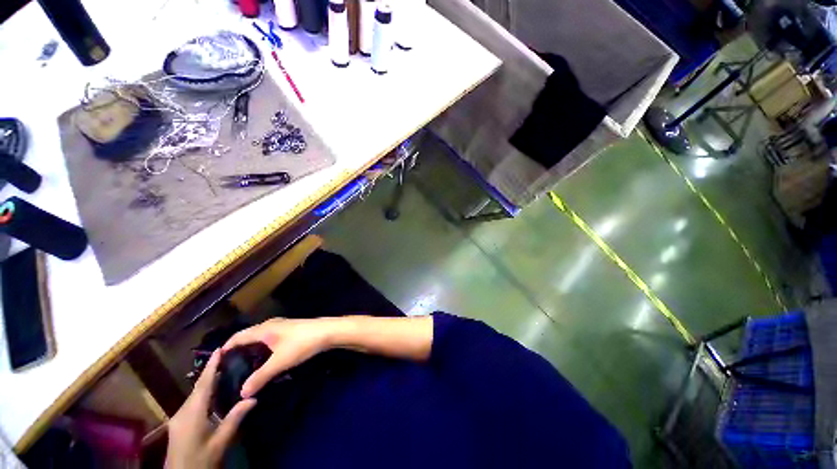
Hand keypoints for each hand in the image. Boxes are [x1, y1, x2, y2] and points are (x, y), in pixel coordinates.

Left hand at [165, 350, 255, 468]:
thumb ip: (235, 418)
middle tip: (229, 357)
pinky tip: (214, 393)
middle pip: (199, 387)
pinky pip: (193, 402)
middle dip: (212, 371)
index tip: (219, 348)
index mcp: (193, 412)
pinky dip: (204, 393)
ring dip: (208, 382)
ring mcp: (179, 417)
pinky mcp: (179, 423)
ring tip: (225, 371)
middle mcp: (183, 411)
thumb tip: (253, 397)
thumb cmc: (201, 459)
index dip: (211, 366)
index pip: (204, 384)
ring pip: (196, 394)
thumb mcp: (220, 441)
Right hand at [222, 318, 333, 398]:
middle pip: (247, 337)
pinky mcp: (290, 330)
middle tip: (227, 370)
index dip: (225, 349)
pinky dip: (262, 349)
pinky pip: (269, 339)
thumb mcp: (279, 362)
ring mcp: (281, 327)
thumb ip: (259, 377)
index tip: (214, 364)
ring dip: (250, 351)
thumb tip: (241, 393)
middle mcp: (270, 325)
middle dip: (236, 351)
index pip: (237, 337)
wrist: (328, 332)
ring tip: (242, 368)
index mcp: (263, 329)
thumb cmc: (301, 344)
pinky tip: (263, 361)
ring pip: (259, 338)